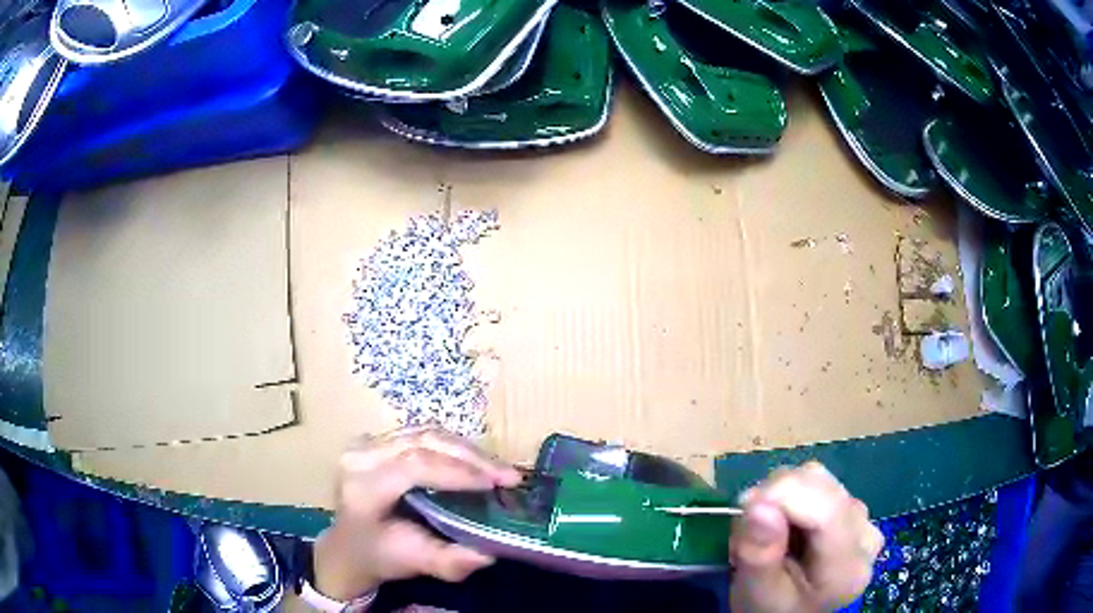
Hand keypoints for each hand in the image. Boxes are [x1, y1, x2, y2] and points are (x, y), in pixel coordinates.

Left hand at [313, 426, 521, 600]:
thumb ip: (448, 561)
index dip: (458, 472)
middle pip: (423, 443)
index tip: (497, 485)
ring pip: (426, 434)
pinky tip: (476, 463)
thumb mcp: (413, 563)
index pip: (413, 466)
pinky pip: (422, 435)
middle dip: (472, 458)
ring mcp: (367, 443)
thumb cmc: (380, 555)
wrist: (349, 546)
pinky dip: (454, 448)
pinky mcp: (378, 440)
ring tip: (499, 470)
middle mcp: (361, 456)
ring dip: (467, 451)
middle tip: (509, 476)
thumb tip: (488, 553)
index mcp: (362, 487)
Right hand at [728, 462, 883, 612]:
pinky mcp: (853, 508)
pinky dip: (791, 495)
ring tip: (764, 529)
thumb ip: (759, 555)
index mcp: (846, 568)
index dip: (784, 495)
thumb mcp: (756, 593)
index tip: (744, 505)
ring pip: (819, 478)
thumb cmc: (769, 609)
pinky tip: (783, 523)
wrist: (788, 611)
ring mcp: (863, 518)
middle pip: (822, 488)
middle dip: (777, 497)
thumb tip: (757, 504)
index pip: (826, 511)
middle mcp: (865, 536)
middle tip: (747, 528)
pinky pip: (819, 483)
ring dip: (782, 495)